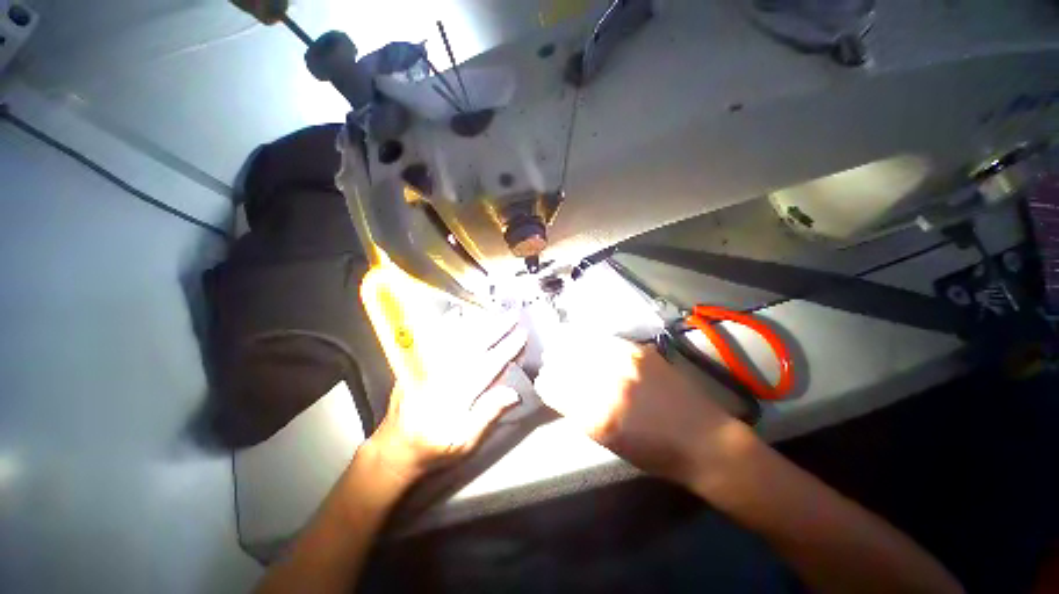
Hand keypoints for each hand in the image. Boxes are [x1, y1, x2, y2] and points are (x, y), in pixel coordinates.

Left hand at [366, 313, 527, 483]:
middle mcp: (440, 377)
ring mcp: (424, 368)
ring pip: (454, 339)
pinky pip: (432, 339)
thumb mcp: (465, 444)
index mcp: (455, 397)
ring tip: (493, 311)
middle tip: (513, 315)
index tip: (522, 335)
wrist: (394, 448)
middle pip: (472, 346)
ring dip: (476, 323)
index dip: (507, 349)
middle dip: (496, 328)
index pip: (487, 366)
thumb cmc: (435, 449)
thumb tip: (513, 393)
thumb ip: (488, 416)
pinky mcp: (414, 365)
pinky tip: (456, 313)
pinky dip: (446, 325)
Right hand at [534, 329, 736, 484]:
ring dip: (568, 346)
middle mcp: (609, 385)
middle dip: (554, 362)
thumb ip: (580, 412)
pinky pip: (604, 340)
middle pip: (566, 363)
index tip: (544, 380)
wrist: (705, 440)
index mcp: (597, 416)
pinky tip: (585, 340)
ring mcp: (625, 363)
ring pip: (582, 346)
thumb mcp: (609, 441)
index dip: (546, 383)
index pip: (555, 388)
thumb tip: (560, 389)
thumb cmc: (655, 452)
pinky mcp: (640, 351)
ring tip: (561, 345)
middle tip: (550, 361)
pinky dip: (589, 340)